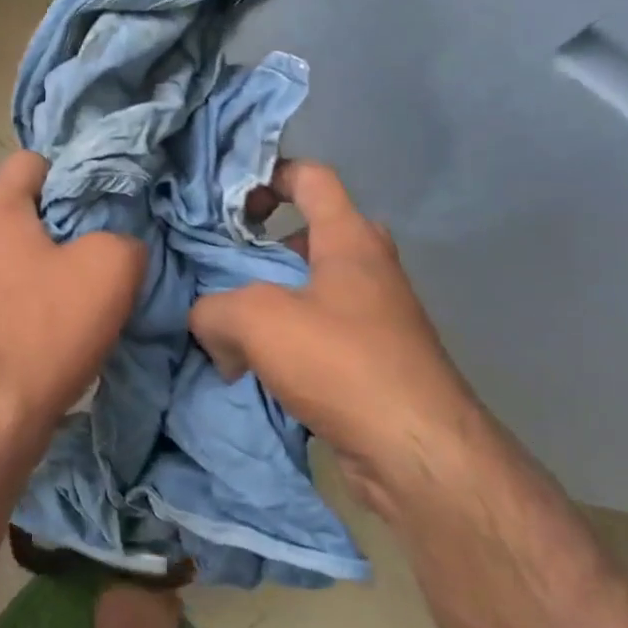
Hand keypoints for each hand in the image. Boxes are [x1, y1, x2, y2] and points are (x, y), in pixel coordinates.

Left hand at [0, 151, 144, 438]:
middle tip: (68, 245)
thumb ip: (123, 240)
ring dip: (11, 259)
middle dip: (32, 216)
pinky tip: (22, 329)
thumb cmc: (47, 330)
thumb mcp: (111, 271)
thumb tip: (116, 244)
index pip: (28, 161)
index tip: (93, 207)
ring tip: (49, 288)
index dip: (66, 174)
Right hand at [189, 160, 480, 508]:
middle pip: (307, 235)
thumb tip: (211, 326)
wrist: (416, 452)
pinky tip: (250, 366)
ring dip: (267, 299)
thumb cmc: (341, 363)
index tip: (228, 199)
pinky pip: (316, 332)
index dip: (269, 174)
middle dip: (260, 247)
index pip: (311, 178)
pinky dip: (283, 341)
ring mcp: (374, 315)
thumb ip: (214, 309)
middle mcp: (367, 268)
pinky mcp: (372, 359)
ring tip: (223, 321)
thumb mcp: (257, 320)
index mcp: (349, 239)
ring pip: (308, 288)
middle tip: (218, 265)